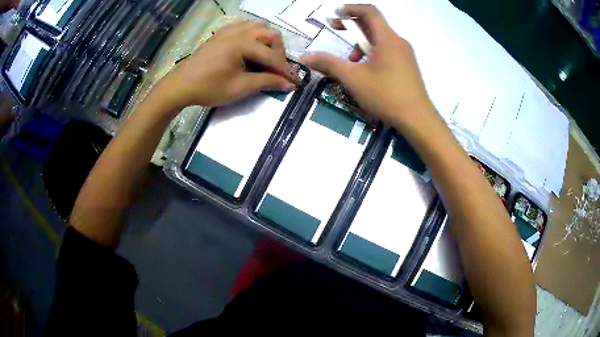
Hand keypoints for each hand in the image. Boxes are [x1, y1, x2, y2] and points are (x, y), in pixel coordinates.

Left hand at [152, 20, 297, 110]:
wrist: (181, 86)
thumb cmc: (209, 87)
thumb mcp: (240, 87)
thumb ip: (267, 82)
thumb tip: (288, 83)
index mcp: (243, 43)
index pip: (272, 55)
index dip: (285, 70)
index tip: (294, 82)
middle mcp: (239, 32)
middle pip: (270, 34)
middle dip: (278, 51)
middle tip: (276, 69)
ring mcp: (228, 30)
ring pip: (258, 26)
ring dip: (267, 40)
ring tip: (264, 56)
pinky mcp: (221, 34)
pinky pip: (243, 26)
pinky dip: (253, 34)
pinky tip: (250, 47)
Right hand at [299, 5, 435, 129]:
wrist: (417, 119)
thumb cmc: (386, 95)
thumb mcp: (353, 78)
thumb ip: (328, 64)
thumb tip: (306, 57)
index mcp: (387, 38)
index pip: (370, 11)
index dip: (351, 8)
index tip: (335, 13)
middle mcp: (398, 41)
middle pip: (373, 24)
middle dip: (352, 25)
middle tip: (335, 29)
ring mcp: (405, 54)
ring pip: (380, 40)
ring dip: (361, 44)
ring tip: (350, 61)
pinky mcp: (408, 66)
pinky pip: (387, 51)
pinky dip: (373, 53)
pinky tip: (366, 71)